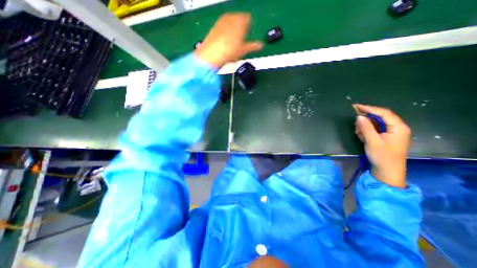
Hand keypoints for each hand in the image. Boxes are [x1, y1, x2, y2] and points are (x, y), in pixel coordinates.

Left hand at [192, 13, 262, 68]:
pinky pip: (224, 26)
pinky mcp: (215, 25)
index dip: (249, 28)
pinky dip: (226, 31)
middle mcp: (231, 17)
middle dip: (242, 28)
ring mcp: (222, 20)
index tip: (248, 36)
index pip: (249, 19)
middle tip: (241, 41)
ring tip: (233, 43)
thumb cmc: (230, 52)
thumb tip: (262, 45)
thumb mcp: (243, 50)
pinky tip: (225, 42)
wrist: (211, 54)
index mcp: (241, 21)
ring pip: (232, 22)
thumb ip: (253, 46)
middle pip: (240, 19)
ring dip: (234, 30)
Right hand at [353, 103, 409, 187]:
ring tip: (358, 133)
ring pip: (376, 123)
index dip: (369, 108)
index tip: (356, 107)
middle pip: (379, 117)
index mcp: (398, 127)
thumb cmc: (382, 156)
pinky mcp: (386, 137)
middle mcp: (397, 128)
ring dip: (365, 126)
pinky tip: (361, 135)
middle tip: (355, 125)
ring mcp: (392, 133)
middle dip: (366, 120)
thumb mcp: (372, 141)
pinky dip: (367, 131)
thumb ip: (366, 128)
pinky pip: (375, 129)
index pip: (383, 113)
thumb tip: (359, 116)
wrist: (387, 171)